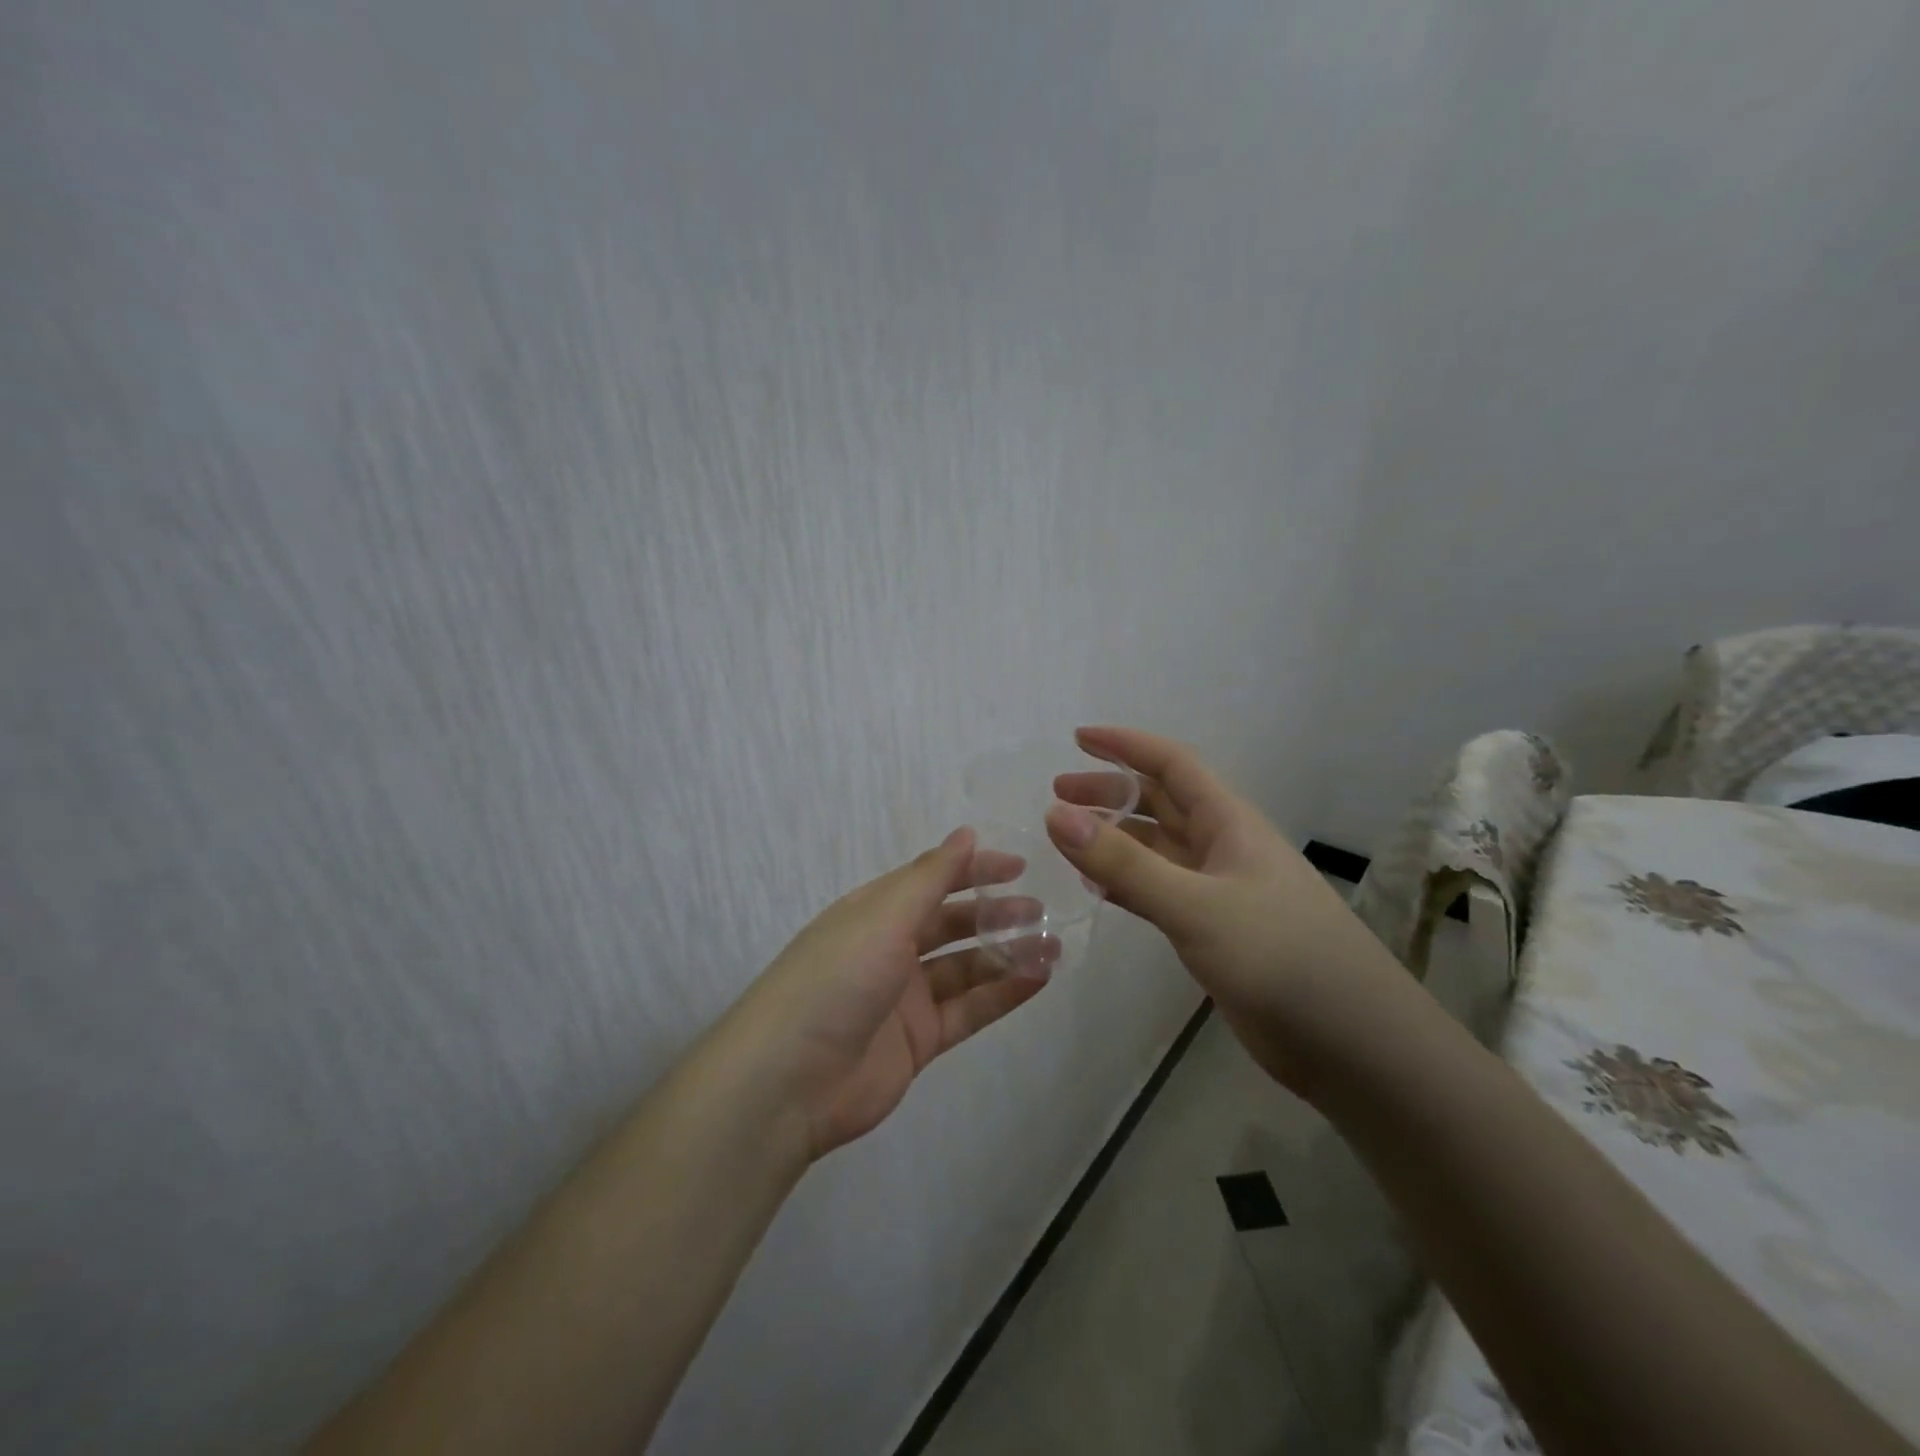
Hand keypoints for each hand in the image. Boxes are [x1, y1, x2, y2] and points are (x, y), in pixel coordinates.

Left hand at [723, 829, 1052, 1160]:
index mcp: (875, 912)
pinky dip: (1003, 995)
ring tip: (1052, 946)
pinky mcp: (919, 1040)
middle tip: (1041, 909)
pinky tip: (1038, 980)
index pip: (932, 880)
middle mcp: (891, 948)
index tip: (1019, 866)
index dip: (973, 869)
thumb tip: (966, 833)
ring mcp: (906, 997)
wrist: (788, 1081)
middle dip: (995, 914)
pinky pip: (969, 1010)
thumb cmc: (836, 978)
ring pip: (966, 968)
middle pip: (952, 924)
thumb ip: (930, 877)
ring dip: (1007, 955)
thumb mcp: (883, 916)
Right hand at [1045, 727, 1409, 1096]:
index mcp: (1229, 823)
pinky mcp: (1215, 932)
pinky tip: (1097, 889)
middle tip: (1057, 796)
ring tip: (1067, 840)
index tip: (1077, 739)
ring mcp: (1220, 892)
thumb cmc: (1279, 956)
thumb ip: (1125, 863)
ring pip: (1157, 849)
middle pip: (1159, 804)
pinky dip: (1126, 883)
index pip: (1172, 764)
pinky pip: (1159, 892)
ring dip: (1115, 839)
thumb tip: (1055, 814)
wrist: (1351, 1043)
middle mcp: (1223, 848)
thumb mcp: (1195, 905)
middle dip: (1110, 793)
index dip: (1125, 746)